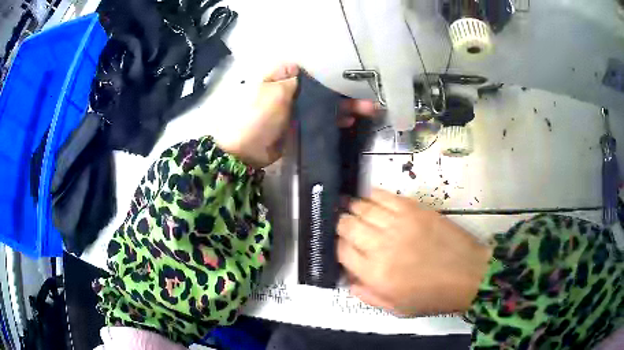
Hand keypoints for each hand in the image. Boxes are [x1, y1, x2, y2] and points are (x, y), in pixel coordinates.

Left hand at [217, 63, 377, 167]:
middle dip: (345, 91)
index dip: (332, 68)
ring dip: (345, 106)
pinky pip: (322, 119)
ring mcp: (297, 109)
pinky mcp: (301, 125)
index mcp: (282, 77)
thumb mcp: (274, 93)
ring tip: (368, 110)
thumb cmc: (257, 118)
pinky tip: (351, 120)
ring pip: (325, 104)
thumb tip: (306, 65)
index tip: (353, 70)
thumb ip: (294, 79)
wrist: (246, 152)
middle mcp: (292, 90)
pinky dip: (336, 119)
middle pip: (323, 87)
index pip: (312, 68)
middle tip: (368, 97)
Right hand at [337, 189, 491, 316]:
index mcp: (374, 273)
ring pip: (362, 207)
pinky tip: (370, 200)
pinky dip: (372, 196)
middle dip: (341, 225)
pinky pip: (384, 195)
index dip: (337, 248)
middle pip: (347, 225)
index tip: (342, 248)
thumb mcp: (395, 309)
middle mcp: (380, 245)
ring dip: (353, 208)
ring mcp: (398, 223)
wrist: (467, 274)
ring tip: (351, 210)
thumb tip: (348, 279)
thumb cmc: (431, 296)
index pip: (341, 251)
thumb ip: (366, 295)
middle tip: (344, 227)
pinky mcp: (413, 209)